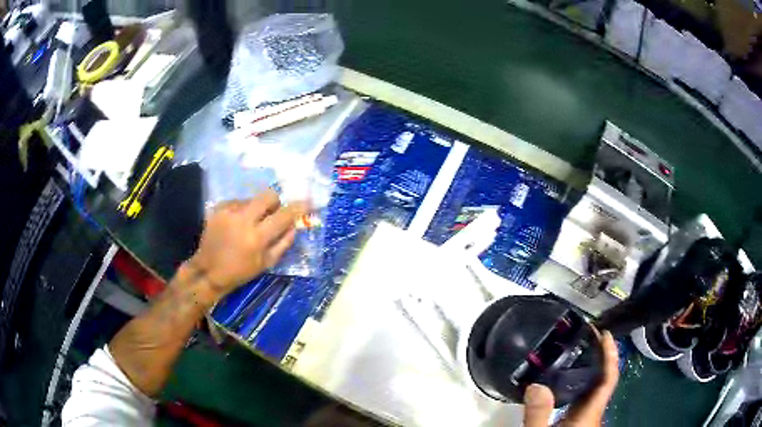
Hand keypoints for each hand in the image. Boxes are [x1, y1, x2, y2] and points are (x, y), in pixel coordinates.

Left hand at [188, 189, 307, 296]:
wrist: (208, 271)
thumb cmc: (240, 272)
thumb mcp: (266, 263)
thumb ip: (283, 243)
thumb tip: (295, 225)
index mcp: (257, 238)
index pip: (283, 216)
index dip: (297, 208)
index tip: (306, 202)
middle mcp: (243, 220)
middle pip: (268, 195)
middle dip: (275, 201)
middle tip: (272, 213)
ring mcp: (228, 212)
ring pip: (252, 198)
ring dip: (256, 208)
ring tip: (249, 223)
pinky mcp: (218, 208)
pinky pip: (237, 201)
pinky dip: (241, 209)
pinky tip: (236, 223)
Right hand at [523, 331, 619, 426]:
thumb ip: (538, 414)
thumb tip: (537, 385)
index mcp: (589, 414)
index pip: (608, 379)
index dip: (611, 355)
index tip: (606, 334)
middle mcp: (593, 413)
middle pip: (604, 380)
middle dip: (600, 356)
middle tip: (587, 336)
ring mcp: (587, 418)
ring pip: (595, 389)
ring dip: (592, 367)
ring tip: (579, 350)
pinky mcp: (578, 422)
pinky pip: (586, 396)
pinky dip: (582, 381)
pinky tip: (568, 379)